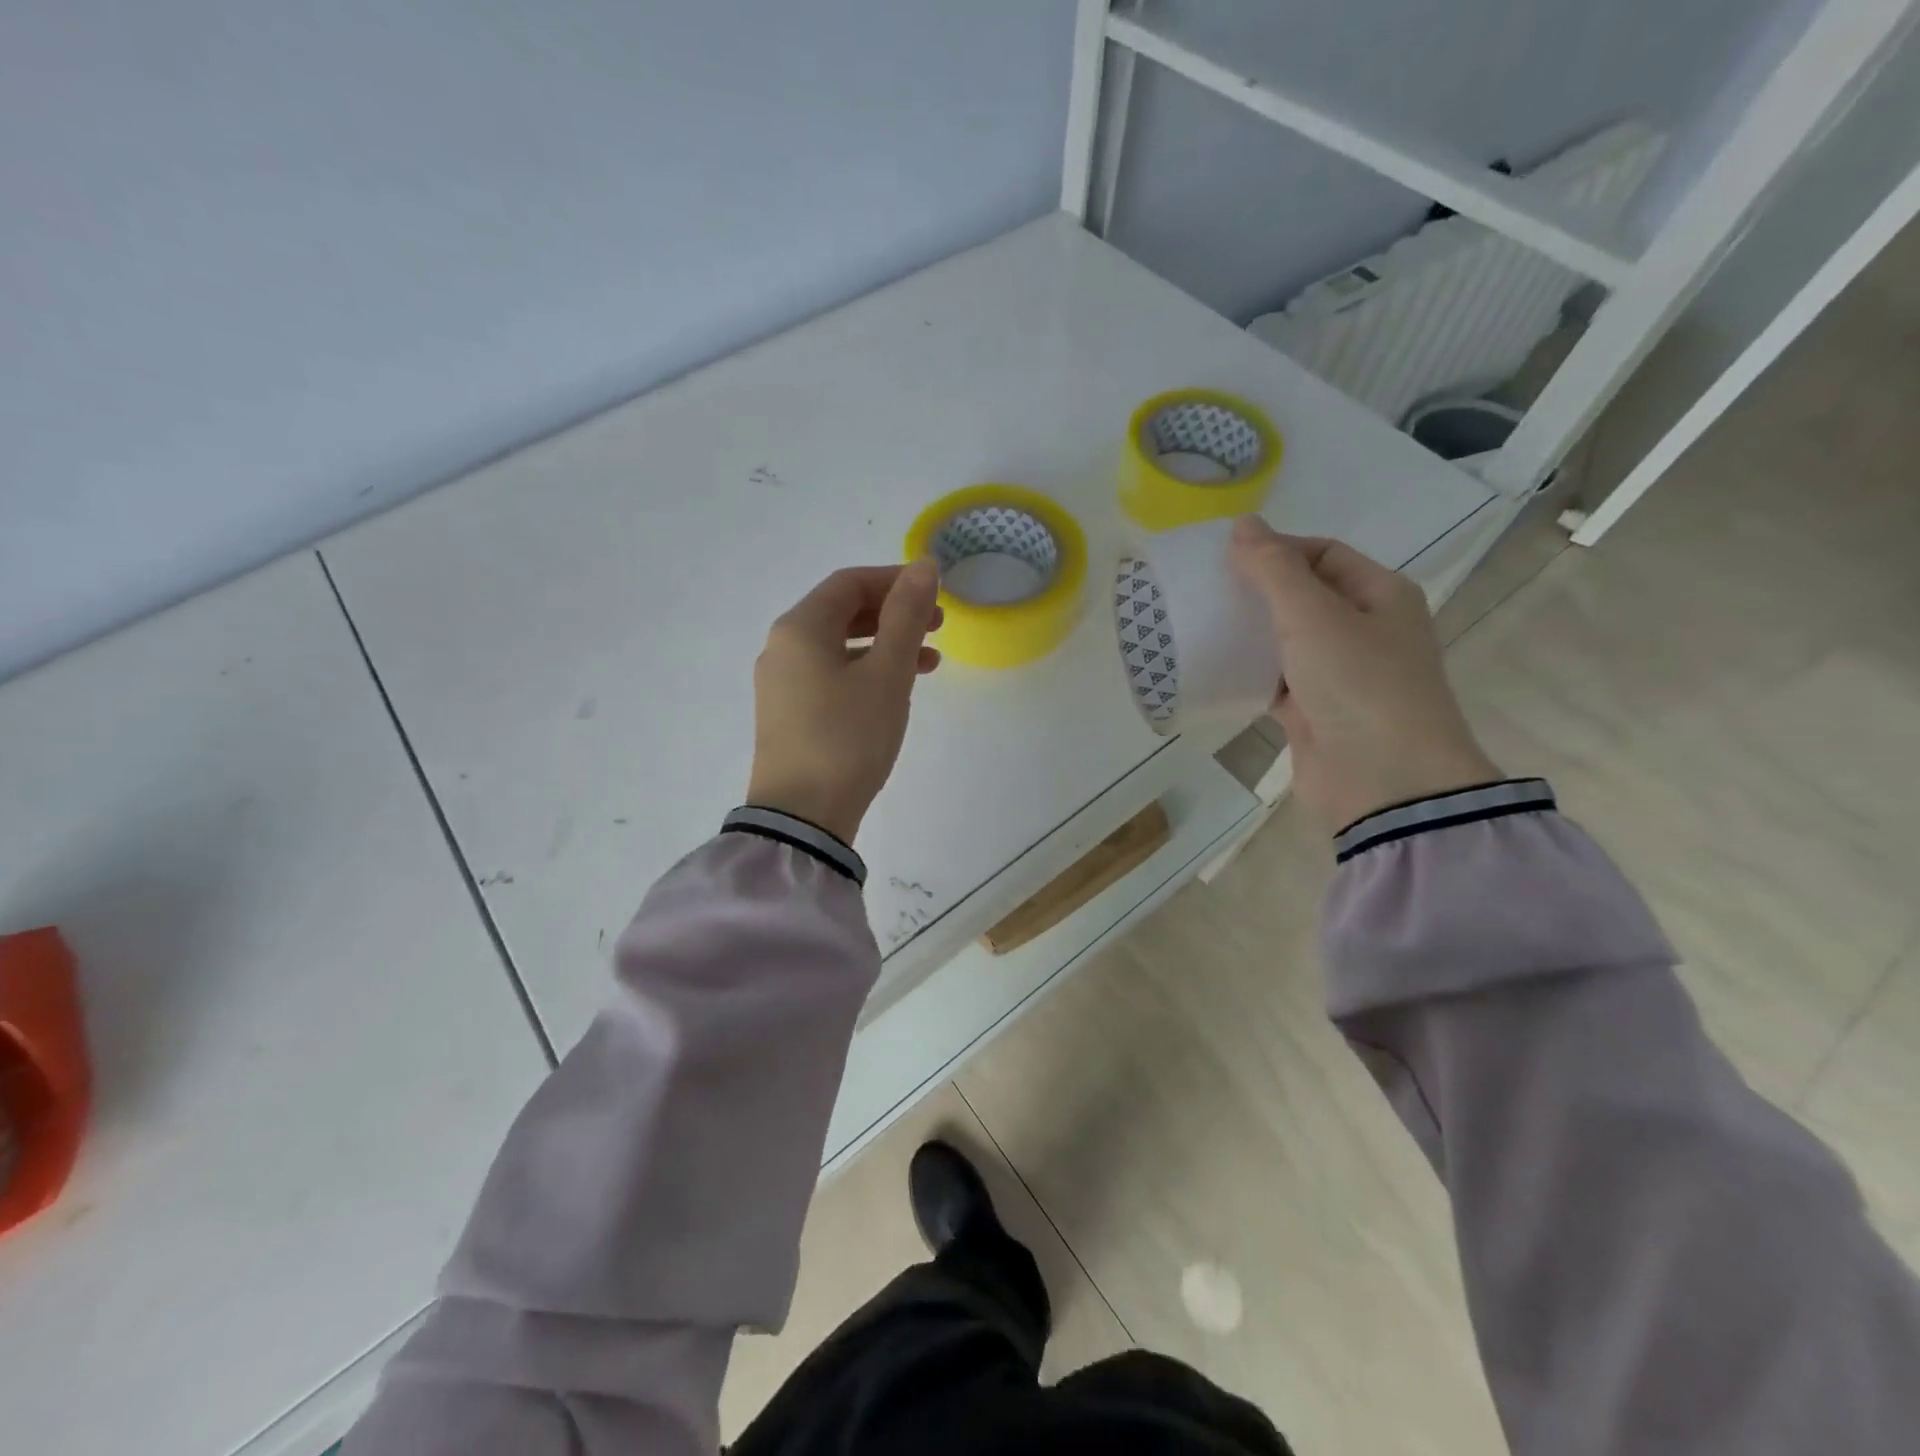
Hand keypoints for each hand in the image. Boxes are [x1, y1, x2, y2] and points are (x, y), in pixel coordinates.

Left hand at [746, 560, 942, 843]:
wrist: (803, 817)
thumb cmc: (848, 737)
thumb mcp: (887, 673)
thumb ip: (906, 616)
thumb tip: (923, 566)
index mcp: (800, 628)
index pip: (850, 583)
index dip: (895, 579)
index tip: (936, 591)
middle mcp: (783, 647)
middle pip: (842, 612)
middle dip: (893, 613)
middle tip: (938, 625)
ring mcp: (782, 683)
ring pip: (839, 646)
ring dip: (885, 645)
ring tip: (930, 661)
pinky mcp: (788, 714)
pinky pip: (831, 675)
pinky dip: (866, 672)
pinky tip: (896, 690)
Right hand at [1229, 516, 1499, 834]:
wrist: (1383, 782)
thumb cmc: (1357, 684)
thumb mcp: (1313, 615)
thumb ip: (1274, 569)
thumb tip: (1244, 524)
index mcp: (1380, 594)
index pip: (1324, 554)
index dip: (1277, 549)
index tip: (1226, 560)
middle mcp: (1365, 629)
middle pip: (1304, 595)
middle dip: (1257, 591)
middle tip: (1206, 591)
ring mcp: (1340, 674)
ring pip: (1287, 640)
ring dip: (1250, 633)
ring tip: (1201, 624)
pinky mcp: (1315, 712)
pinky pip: (1276, 680)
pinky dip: (1249, 673)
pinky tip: (1214, 668)